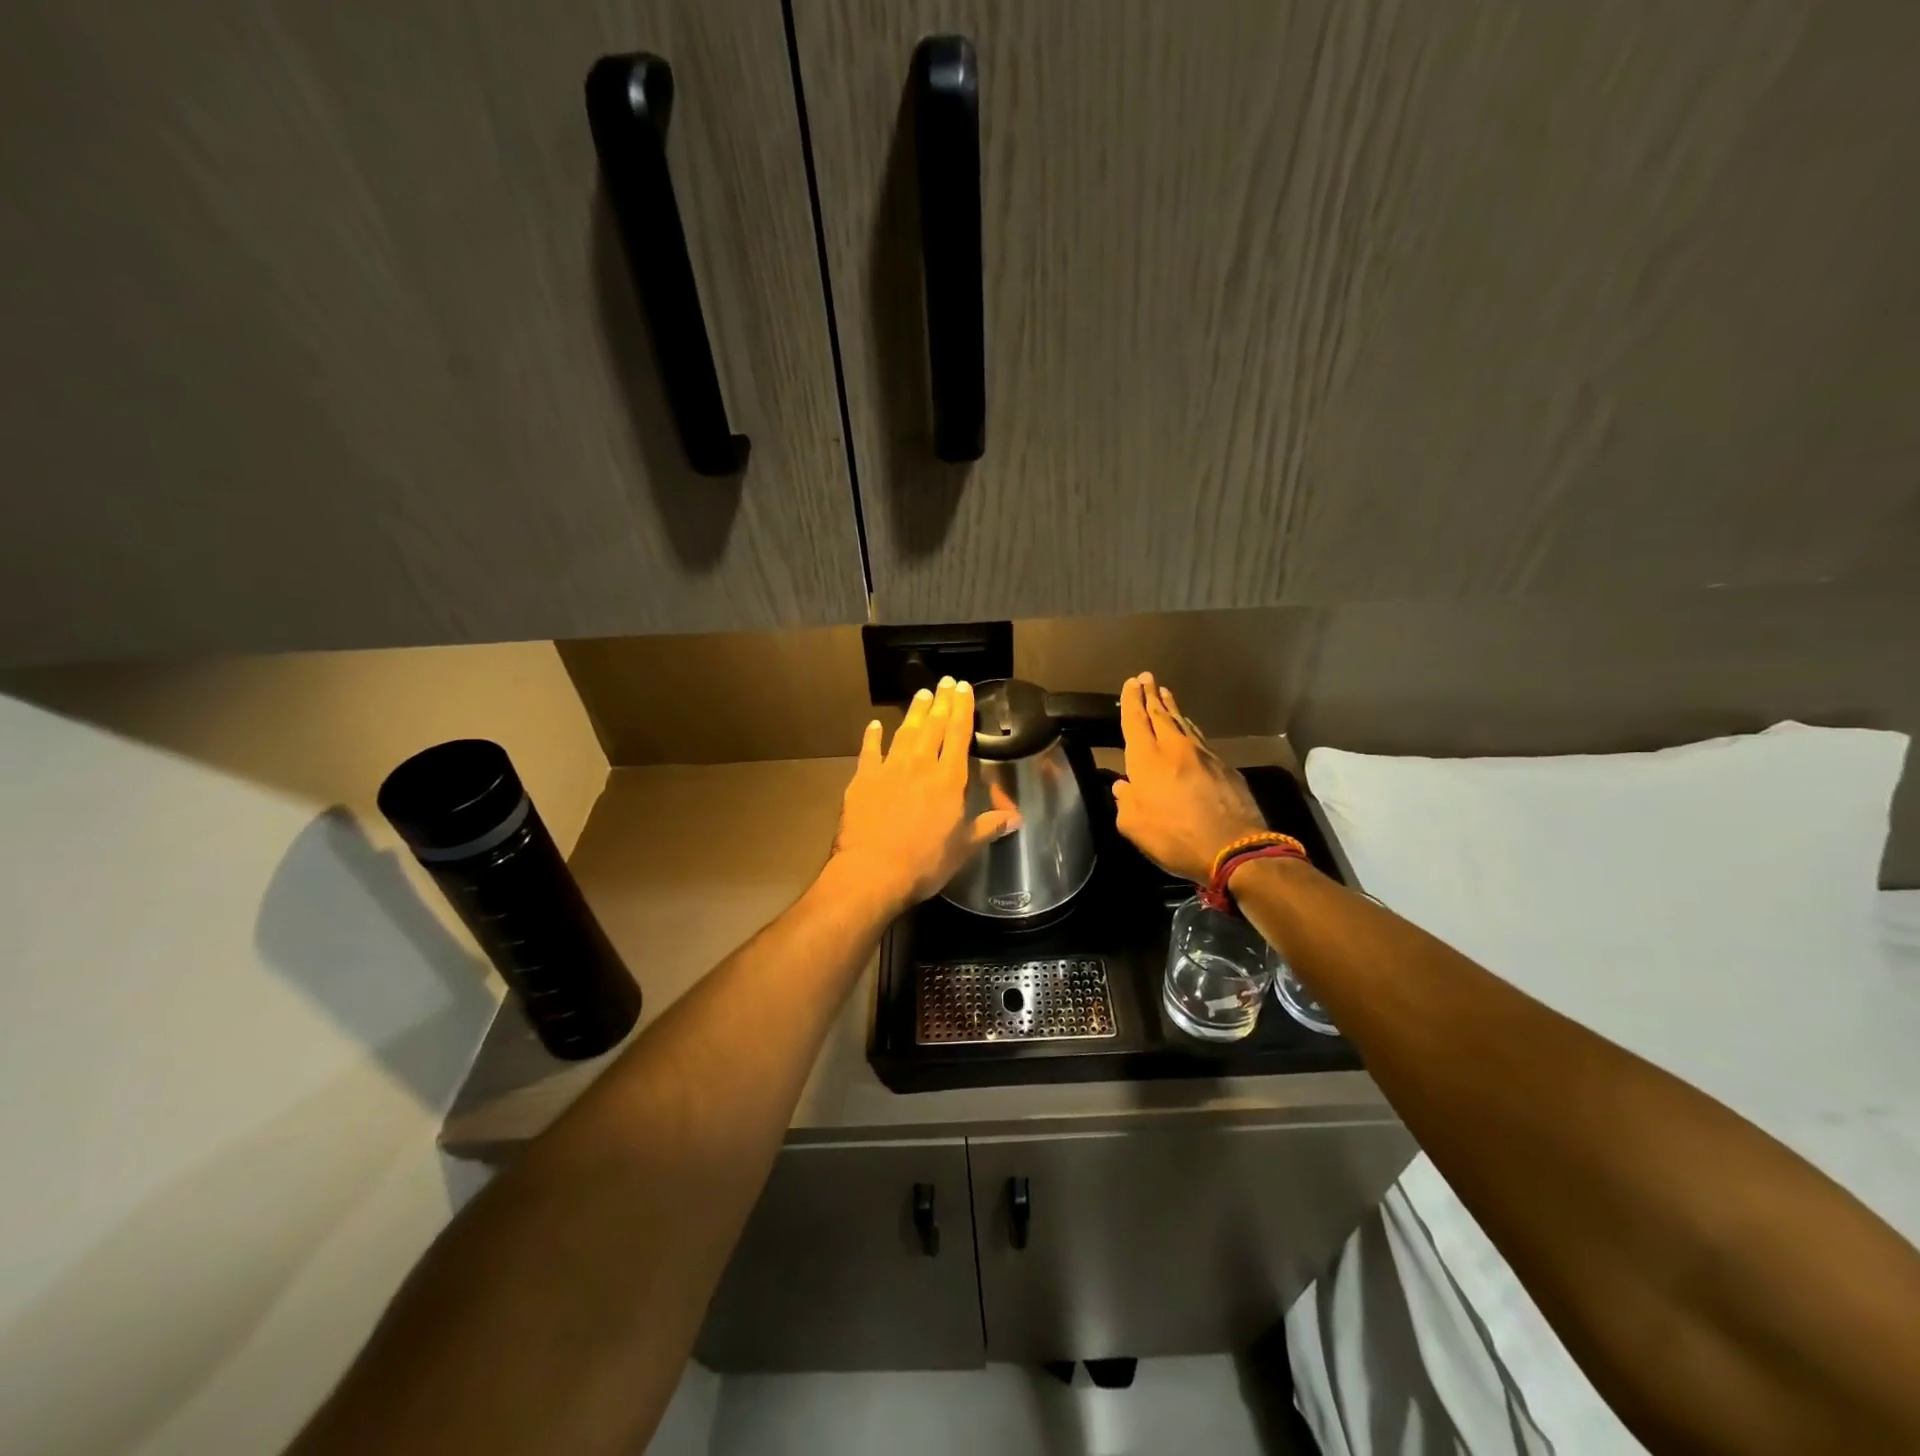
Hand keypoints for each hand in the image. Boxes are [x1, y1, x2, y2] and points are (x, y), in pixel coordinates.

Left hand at [831, 677, 1019, 914]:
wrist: (873, 871)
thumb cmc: (925, 863)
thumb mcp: (964, 848)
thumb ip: (988, 827)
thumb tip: (1016, 818)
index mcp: (949, 779)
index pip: (959, 734)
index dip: (962, 709)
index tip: (964, 688)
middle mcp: (921, 765)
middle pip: (933, 725)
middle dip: (941, 701)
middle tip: (945, 681)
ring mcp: (890, 768)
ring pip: (905, 732)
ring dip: (914, 712)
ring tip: (921, 694)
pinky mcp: (863, 779)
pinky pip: (869, 751)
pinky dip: (872, 736)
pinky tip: (874, 725)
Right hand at [1112, 673, 1266, 883]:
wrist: (1235, 848)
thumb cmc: (1175, 837)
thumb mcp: (1134, 827)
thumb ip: (1125, 802)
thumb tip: (1123, 787)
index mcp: (1147, 759)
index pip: (1136, 721)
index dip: (1131, 701)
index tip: (1130, 683)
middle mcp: (1174, 748)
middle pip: (1160, 714)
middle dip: (1151, 695)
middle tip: (1146, 677)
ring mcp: (1203, 755)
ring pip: (1182, 723)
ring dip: (1171, 708)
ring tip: (1165, 695)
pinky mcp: (1224, 767)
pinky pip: (1200, 738)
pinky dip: (1189, 728)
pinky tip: (1188, 728)